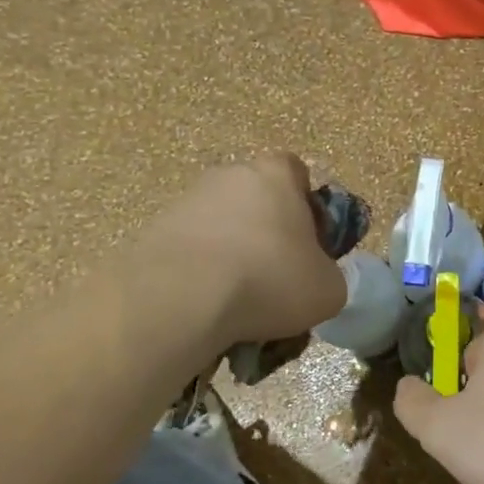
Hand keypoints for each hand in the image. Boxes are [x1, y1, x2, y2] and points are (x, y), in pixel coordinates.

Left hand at [136, 152, 347, 346]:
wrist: (182, 298)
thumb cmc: (270, 280)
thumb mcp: (328, 290)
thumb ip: (328, 275)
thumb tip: (314, 280)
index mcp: (276, 174)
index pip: (297, 173)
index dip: (306, 208)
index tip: (308, 246)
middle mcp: (230, 175)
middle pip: (257, 201)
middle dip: (266, 236)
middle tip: (275, 281)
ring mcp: (187, 200)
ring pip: (221, 228)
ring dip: (231, 258)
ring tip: (237, 307)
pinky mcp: (155, 231)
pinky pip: (190, 252)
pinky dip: (200, 276)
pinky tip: (206, 310)